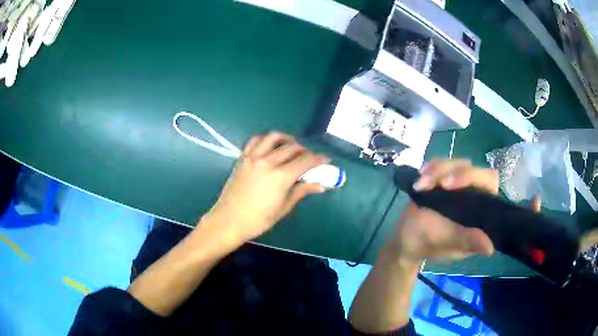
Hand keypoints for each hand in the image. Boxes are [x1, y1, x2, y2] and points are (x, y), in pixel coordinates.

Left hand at [204, 132, 329, 242]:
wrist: (229, 221)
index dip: (319, 159)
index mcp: (281, 176)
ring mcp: (253, 157)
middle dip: (305, 151)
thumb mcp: (283, 207)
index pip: (306, 161)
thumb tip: (320, 185)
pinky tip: (270, 146)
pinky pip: (255, 140)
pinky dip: (266, 139)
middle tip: (310, 159)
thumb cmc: (258, 220)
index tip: (326, 160)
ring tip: (292, 146)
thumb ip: (301, 191)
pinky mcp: (242, 158)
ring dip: (287, 139)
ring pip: (273, 137)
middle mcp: (268, 162)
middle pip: (292, 148)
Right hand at [390, 159, 498, 264]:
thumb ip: (467, 241)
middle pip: (471, 168)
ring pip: (455, 163)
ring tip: (420, 185)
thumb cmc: (428, 244)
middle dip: (452, 171)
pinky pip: (442, 163)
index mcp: (480, 211)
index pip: (489, 182)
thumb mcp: (447, 243)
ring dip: (436, 171)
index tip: (450, 185)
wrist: (406, 240)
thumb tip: (490, 248)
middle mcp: (474, 194)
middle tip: (434, 183)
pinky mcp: (445, 178)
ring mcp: (459, 185)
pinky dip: (430, 168)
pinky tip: (419, 179)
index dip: (475, 177)